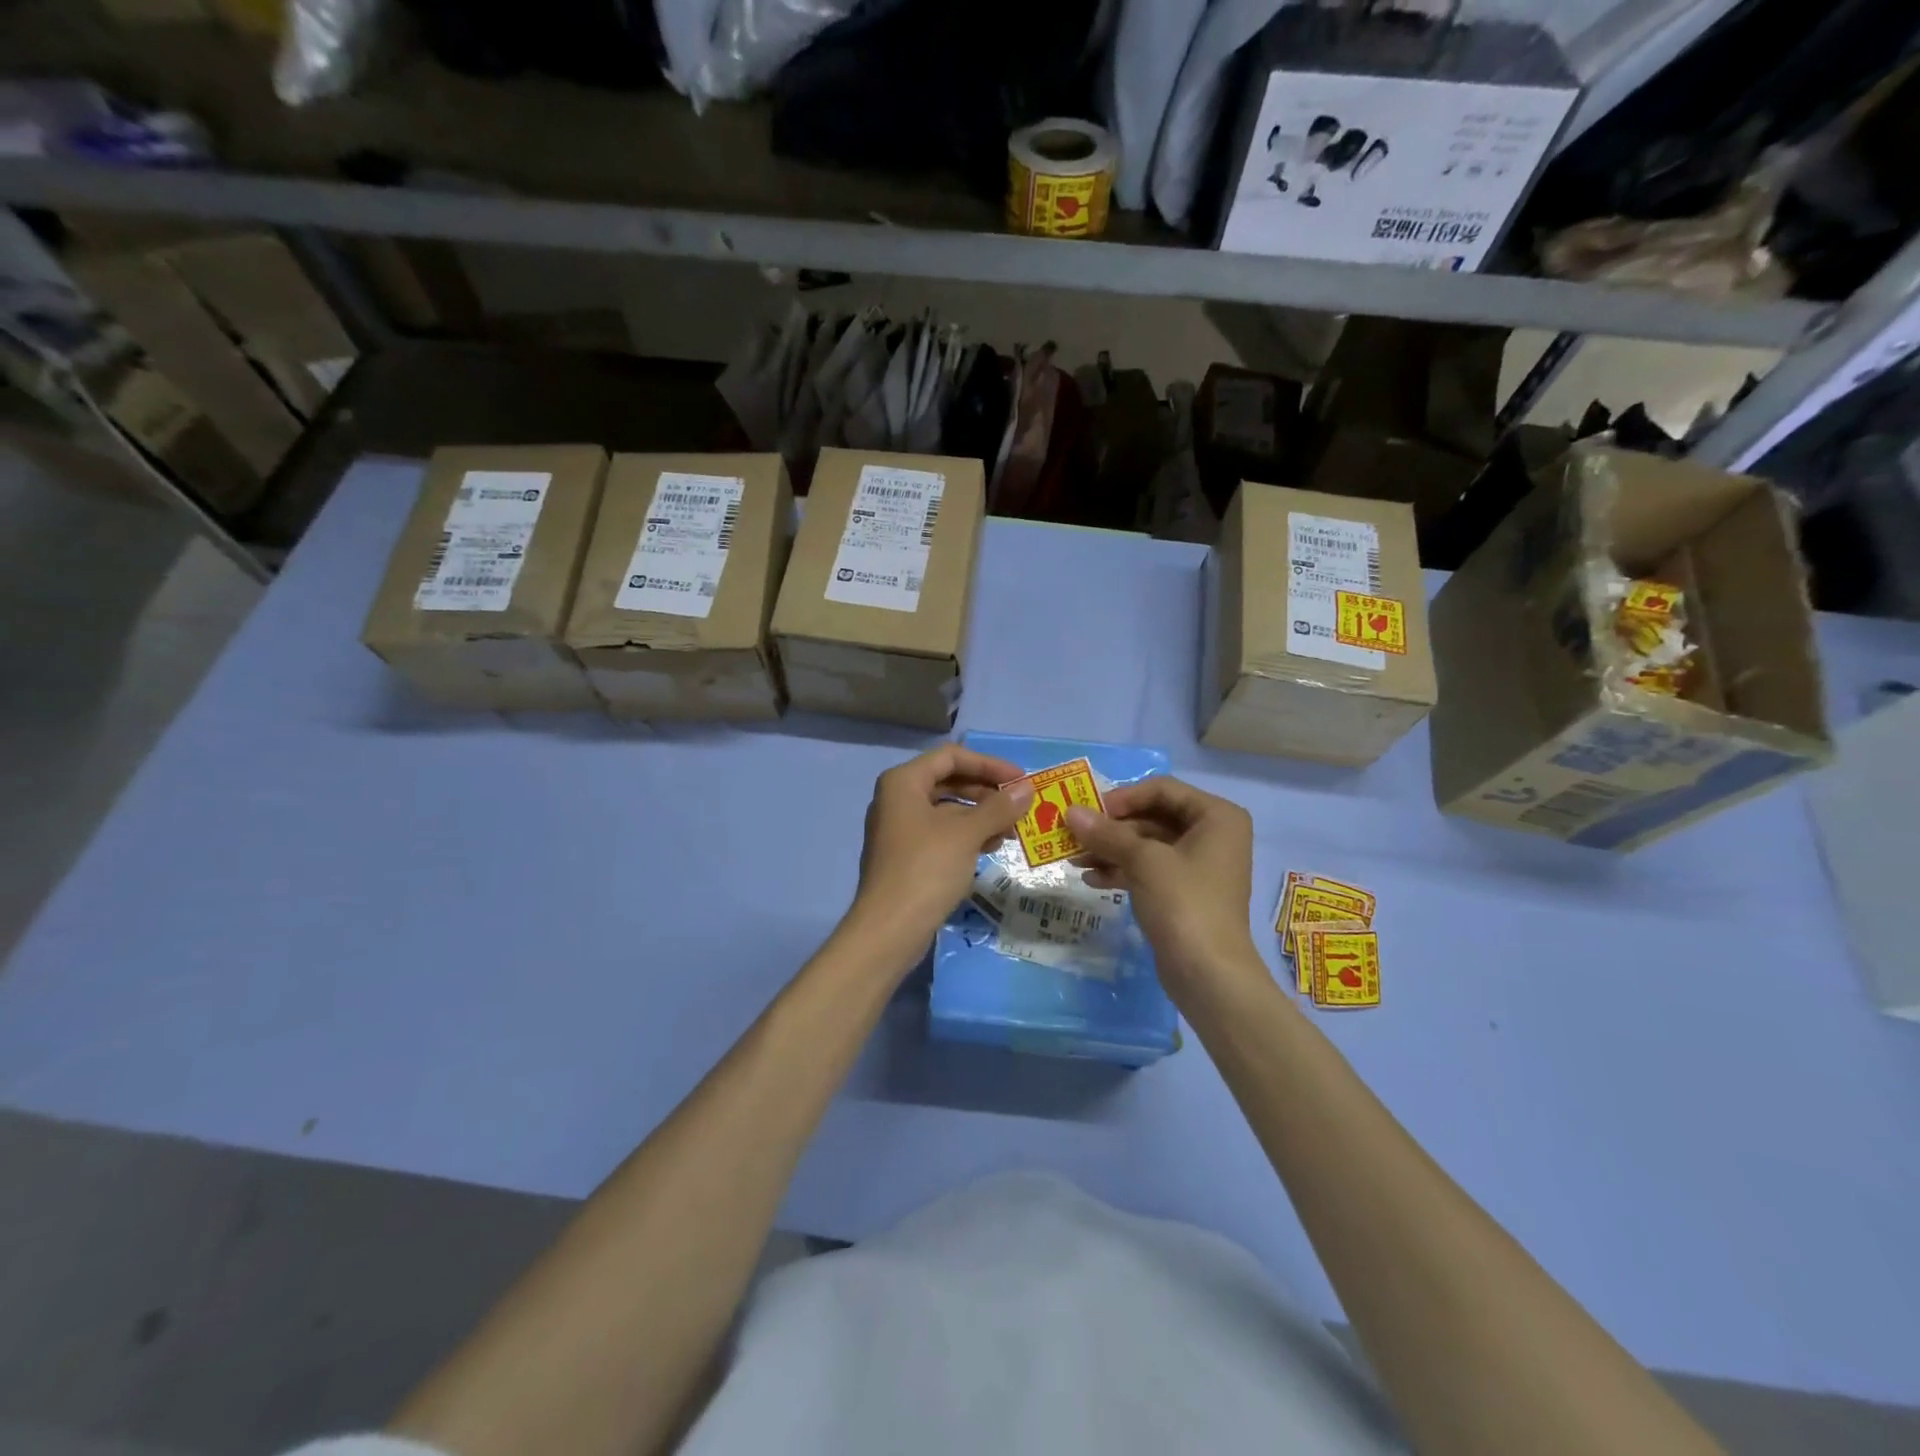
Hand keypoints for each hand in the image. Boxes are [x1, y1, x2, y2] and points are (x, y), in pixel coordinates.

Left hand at [848, 744, 1032, 953]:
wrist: (889, 929)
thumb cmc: (926, 869)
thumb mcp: (966, 834)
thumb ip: (998, 808)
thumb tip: (1027, 790)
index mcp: (903, 782)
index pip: (951, 757)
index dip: (989, 764)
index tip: (1020, 780)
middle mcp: (897, 799)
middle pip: (949, 781)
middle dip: (987, 791)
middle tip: (1020, 804)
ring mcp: (899, 829)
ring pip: (947, 810)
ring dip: (981, 815)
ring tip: (1012, 830)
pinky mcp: (905, 856)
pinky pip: (941, 833)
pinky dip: (967, 835)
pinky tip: (991, 847)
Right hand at [1065, 777, 1259, 998]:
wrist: (1209, 974)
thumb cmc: (1184, 903)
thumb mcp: (1143, 861)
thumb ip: (1106, 833)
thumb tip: (1070, 812)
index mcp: (1216, 816)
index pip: (1162, 789)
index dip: (1123, 797)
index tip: (1090, 812)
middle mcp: (1212, 834)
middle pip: (1152, 816)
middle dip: (1112, 828)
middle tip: (1074, 835)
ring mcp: (1199, 865)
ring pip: (1147, 845)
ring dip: (1111, 849)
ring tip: (1074, 860)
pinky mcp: (1184, 892)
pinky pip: (1149, 869)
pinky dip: (1122, 870)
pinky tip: (1091, 880)